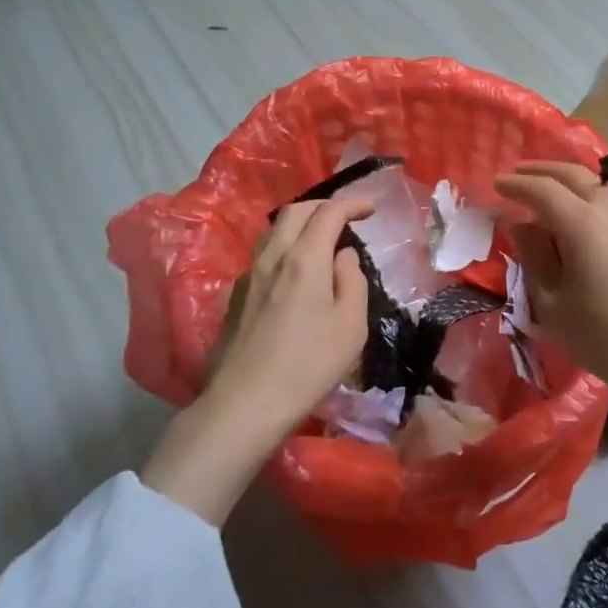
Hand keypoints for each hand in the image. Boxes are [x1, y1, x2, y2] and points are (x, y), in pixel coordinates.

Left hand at [204, 197, 372, 427]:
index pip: (328, 213)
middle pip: (295, 212)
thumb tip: (343, 256)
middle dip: (323, 206)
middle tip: (346, 217)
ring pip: (273, 231)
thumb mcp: (351, 325)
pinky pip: (263, 255)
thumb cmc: (308, 365)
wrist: (245, 403)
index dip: (352, 204)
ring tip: (320, 239)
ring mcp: (249, 275)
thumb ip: (352, 281)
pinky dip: (284, 247)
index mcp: (304, 259)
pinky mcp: (236, 296)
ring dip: (300, 224)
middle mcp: (272, 257)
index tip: (372, 209)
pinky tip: (294, 271)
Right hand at [494, 161, 607, 414]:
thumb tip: (523, 226)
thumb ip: (534, 258)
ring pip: (595, 185)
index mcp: (581, 221)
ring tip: (548, 194)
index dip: (515, 184)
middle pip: (572, 174)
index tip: (495, 184)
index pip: (541, 189)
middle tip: (518, 174)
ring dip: (567, 182)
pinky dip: (587, 198)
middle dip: (542, 170)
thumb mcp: (553, 305)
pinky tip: (581, 217)